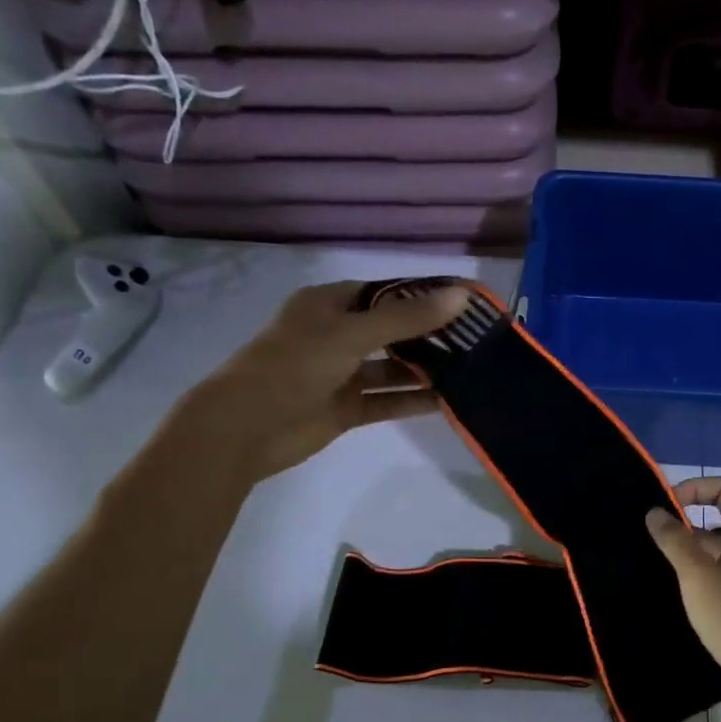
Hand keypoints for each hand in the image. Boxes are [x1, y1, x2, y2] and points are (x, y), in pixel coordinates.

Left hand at [167, 280, 471, 492]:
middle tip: (475, 339)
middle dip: (429, 335)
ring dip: (424, 370)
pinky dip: (412, 400)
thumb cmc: (293, 366)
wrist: (245, 428)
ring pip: (391, 368)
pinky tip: (447, 401)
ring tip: (468, 370)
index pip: (385, 293)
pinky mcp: (346, 409)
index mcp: (328, 305)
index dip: (422, 295)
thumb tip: (460, 296)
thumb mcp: (350, 334)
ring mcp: (341, 374)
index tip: (464, 303)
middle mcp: (336, 335)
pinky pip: (386, 400)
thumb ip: (406, 318)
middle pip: (392, 331)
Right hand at [645, 478, 720, 721]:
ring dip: (688, 557)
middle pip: (718, 522)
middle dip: (684, 528)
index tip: (664, 508)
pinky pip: (720, 581)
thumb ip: (675, 541)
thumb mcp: (699, 576)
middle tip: (650, 544)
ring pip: (717, 555)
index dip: (694, 488)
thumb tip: (655, 511)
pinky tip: (676, 598)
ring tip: (654, 571)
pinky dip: (698, 582)